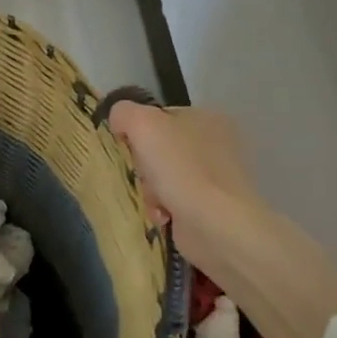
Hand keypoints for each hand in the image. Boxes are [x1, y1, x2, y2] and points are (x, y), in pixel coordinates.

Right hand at [106, 102, 255, 274]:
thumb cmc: (180, 168)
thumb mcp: (142, 124)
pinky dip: (163, 209)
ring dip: (150, 190)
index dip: (137, 132)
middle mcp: (217, 143)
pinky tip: (163, 217)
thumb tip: (118, 121)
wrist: (216, 224)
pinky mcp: (214, 207)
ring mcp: (217, 177)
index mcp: (207, 116)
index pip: (159, 117)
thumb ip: (124, 113)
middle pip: (159, 149)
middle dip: (144, 166)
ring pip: (163, 177)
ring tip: (153, 201)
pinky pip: (174, 202)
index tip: (128, 148)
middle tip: (142, 176)